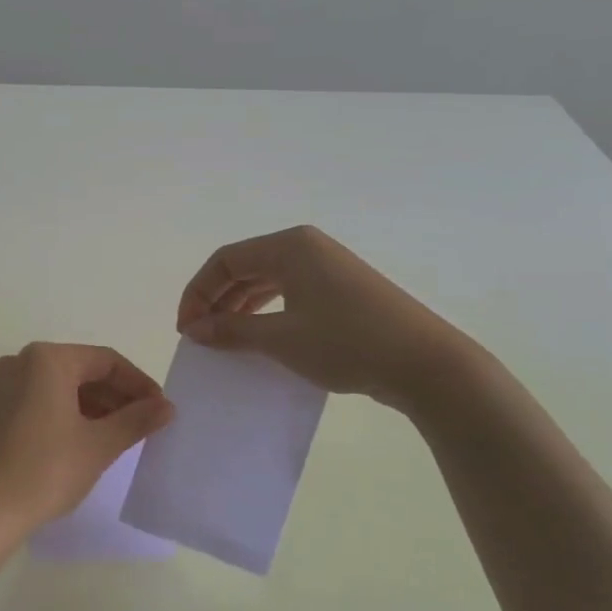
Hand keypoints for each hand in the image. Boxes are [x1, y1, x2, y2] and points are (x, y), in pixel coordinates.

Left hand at [0, 343, 173, 538]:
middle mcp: (20, 361)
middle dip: (115, 396)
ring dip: (91, 406)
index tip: (160, 409)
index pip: (106, 360)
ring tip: (117, 436)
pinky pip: (38, 401)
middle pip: (80, 370)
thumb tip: (166, 406)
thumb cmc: (45, 470)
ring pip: (58, 387)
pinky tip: (82, 441)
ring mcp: (1, 385)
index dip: (138, 383)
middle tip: (143, 425)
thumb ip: (136, 420)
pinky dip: (64, 414)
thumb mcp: (99, 445)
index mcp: (47, 359)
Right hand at [177, 225, 467, 409]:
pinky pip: (289, 292)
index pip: (226, 260)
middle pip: (245, 266)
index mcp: (290, 246)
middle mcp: (307, 248)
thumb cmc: (347, 343)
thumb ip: (232, 331)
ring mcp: (327, 267)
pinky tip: (258, 337)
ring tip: (223, 339)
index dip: (198, 292)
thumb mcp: (281, 339)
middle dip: (216, 299)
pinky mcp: (341, 290)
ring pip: (267, 280)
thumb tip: (194, 330)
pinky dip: (266, 311)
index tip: (186, 329)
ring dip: (239, 307)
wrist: (425, 364)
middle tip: (199, 336)